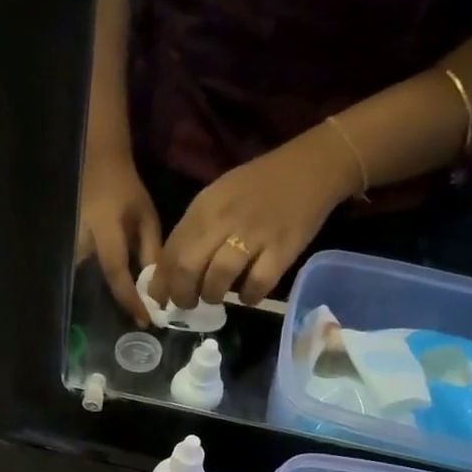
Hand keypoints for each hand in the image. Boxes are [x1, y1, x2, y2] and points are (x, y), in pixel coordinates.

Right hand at [77, 146, 160, 325]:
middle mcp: (79, 240)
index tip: (144, 320)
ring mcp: (66, 244)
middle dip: (114, 303)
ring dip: (101, 298)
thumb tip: (156, 288)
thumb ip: (150, 250)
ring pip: (81, 282)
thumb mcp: (145, 216)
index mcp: (104, 230)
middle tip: (136, 319)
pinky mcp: (62, 248)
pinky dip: (91, 287)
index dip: (129, 298)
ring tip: (122, 309)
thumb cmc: (124, 190)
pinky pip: (76, 275)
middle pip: (93, 284)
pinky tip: (106, 295)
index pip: (115, 272)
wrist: (95, 164)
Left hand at [150, 125, 359, 310]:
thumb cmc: (258, 186)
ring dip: (212, 296)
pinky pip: (257, 284)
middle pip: (188, 268)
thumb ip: (195, 230)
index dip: (161, 282)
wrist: (311, 167)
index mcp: (204, 208)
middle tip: (187, 304)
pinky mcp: (281, 249)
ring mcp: (254, 235)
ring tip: (216, 298)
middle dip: (182, 295)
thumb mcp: (218, 198)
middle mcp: (224, 220)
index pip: (171, 251)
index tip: (160, 299)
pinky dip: (249, 297)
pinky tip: (248, 295)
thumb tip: (172, 270)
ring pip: (218, 279)